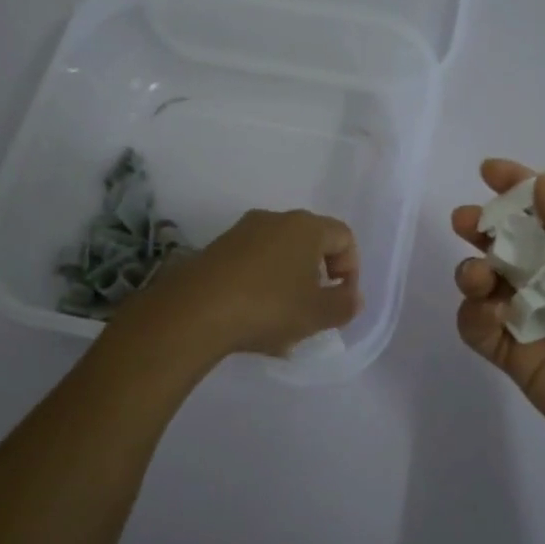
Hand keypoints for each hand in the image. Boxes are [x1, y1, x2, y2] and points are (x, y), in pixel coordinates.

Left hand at [124, 209, 362, 357]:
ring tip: (282, 324)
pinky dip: (260, 287)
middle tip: (313, 311)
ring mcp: (240, 233)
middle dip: (317, 278)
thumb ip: (345, 304)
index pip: (343, 236)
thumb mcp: (317, 314)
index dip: (351, 269)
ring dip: (288, 285)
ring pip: (278, 256)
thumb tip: (351, 295)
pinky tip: (252, 320)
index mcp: (305, 227)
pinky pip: (251, 265)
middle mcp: (274, 220)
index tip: (340, 299)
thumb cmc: (268, 307)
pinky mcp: (215, 250)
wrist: (193, 312)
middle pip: (309, 244)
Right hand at [451, 160, 544, 478]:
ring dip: (474, 272)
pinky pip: (481, 330)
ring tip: (480, 276)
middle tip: (465, 223)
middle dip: (483, 230)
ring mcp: (534, 324)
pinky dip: (473, 315)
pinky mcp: (516, 360)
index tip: (489, 171)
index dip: (519, 191)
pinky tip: (486, 312)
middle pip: (509, 249)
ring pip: (488, 287)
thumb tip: (544, 181)